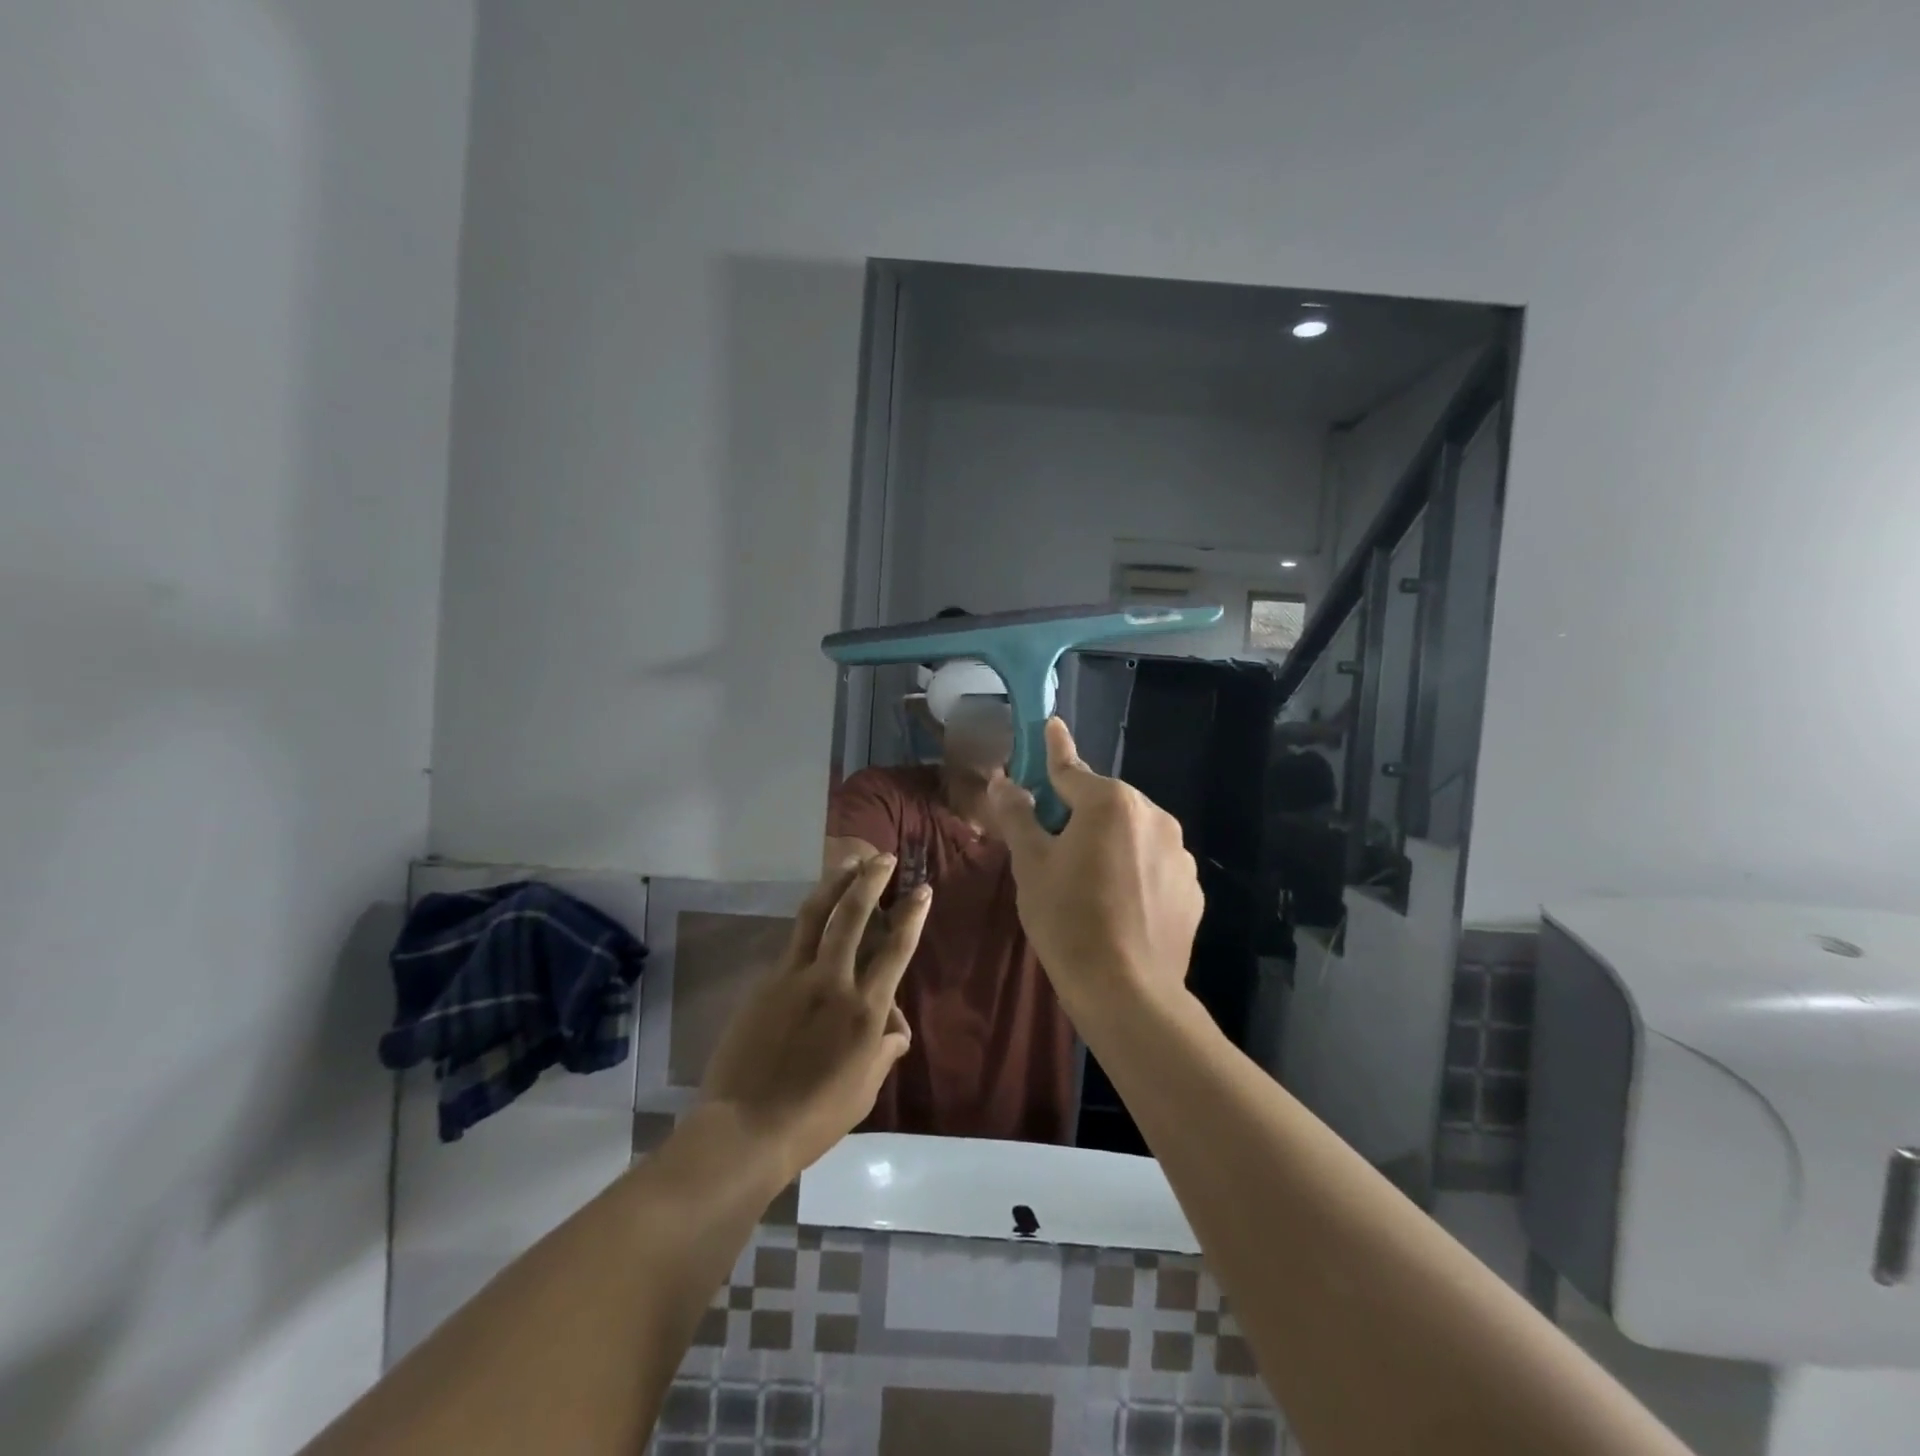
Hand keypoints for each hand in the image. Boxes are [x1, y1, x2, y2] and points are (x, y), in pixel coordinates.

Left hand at [700, 854, 929, 1181]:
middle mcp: (831, 982)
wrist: (744, 1129)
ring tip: (848, 861)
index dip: (911, 914)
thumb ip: (884, 1049)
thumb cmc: (814, 1117)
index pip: (895, 949)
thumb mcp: (865, 1088)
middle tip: (883, 857)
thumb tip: (894, 1026)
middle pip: (852, 915)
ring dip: (835, 882)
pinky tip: (815, 916)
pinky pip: (792, 943)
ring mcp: (793, 977)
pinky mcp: (765, 983)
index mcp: (864, 1010)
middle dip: (871, 879)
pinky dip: (809, 922)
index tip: (922, 890)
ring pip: (815, 915)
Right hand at [986, 718, 1203, 1017]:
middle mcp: (1153, 815)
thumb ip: (1018, 815)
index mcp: (1110, 803)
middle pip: (1104, 804)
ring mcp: (1178, 852)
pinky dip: (1134, 871)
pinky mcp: (1191, 887)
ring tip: (1089, 885)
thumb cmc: (1068, 919)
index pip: (1071, 769)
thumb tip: (1002, 781)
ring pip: (1131, 834)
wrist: (1127, 991)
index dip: (1054, 749)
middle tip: (1053, 846)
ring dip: (1110, 843)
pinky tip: (1120, 906)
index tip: (1052, 724)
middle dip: (1079, 813)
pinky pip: (1154, 864)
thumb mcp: (1031, 865)